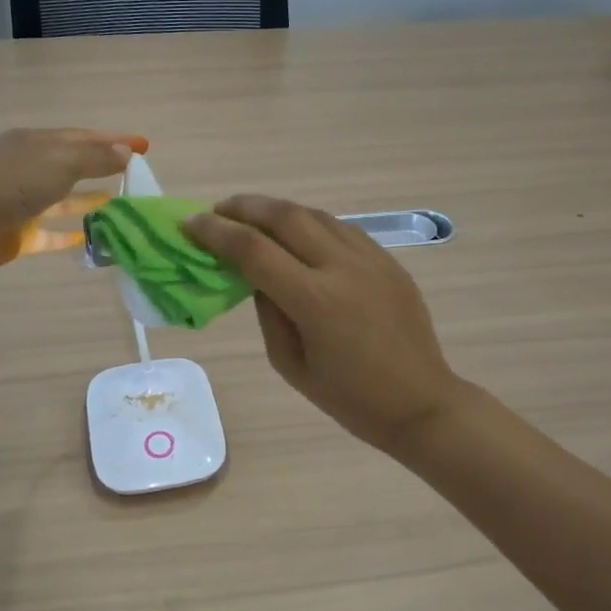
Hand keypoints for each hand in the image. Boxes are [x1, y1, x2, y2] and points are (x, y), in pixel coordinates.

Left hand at [0, 129, 146, 267]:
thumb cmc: (16, 180)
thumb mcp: (62, 161)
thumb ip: (96, 158)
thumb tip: (127, 152)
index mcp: (36, 142)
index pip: (82, 137)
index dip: (113, 139)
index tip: (144, 145)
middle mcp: (28, 167)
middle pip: (72, 165)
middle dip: (100, 168)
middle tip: (133, 174)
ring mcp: (21, 200)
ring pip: (62, 199)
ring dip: (88, 199)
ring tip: (120, 203)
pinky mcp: (18, 232)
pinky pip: (51, 233)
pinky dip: (70, 233)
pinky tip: (92, 236)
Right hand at [184, 196, 465, 453]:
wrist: (421, 403)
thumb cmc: (350, 399)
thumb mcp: (291, 365)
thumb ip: (268, 313)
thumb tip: (257, 276)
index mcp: (315, 300)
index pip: (253, 250)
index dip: (216, 232)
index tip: (190, 224)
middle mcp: (343, 267)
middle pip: (285, 216)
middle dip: (244, 207)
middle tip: (217, 211)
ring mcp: (371, 258)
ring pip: (315, 214)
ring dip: (277, 210)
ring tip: (252, 217)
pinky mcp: (388, 260)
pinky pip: (341, 228)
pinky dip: (310, 223)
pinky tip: (297, 234)